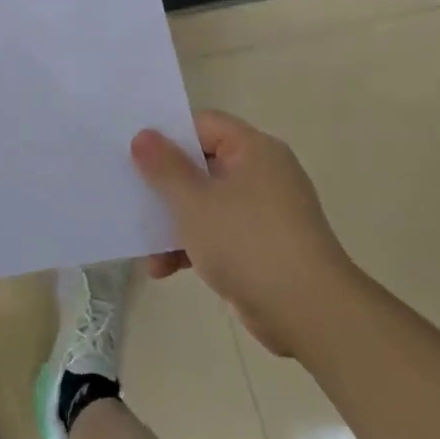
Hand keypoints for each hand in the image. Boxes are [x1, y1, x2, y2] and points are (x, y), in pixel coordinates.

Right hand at [132, 110, 362, 356]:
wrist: (309, 314)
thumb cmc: (247, 243)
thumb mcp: (194, 201)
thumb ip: (164, 166)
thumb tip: (143, 135)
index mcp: (254, 151)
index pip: (204, 124)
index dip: (168, 134)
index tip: (134, 151)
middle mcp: (262, 175)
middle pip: (201, 165)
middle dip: (164, 185)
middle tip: (130, 193)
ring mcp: (264, 213)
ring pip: (205, 203)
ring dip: (172, 223)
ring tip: (143, 245)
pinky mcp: (261, 247)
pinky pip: (217, 233)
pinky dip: (192, 246)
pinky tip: (162, 269)